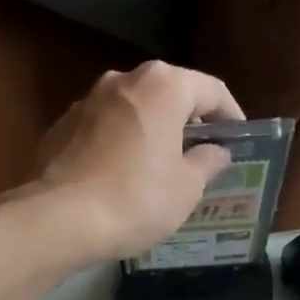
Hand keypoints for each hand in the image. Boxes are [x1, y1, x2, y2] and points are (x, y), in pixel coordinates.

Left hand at [35, 61, 242, 262]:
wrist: (61, 219)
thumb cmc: (136, 199)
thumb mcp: (186, 188)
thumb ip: (207, 162)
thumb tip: (216, 151)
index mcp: (163, 86)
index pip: (211, 90)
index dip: (231, 115)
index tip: (238, 140)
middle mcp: (124, 80)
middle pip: (168, 94)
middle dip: (188, 122)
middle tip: (201, 154)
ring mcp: (87, 101)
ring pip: (133, 110)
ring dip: (151, 132)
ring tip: (160, 167)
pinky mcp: (62, 127)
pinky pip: (104, 130)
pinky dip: (120, 145)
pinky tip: (122, 176)